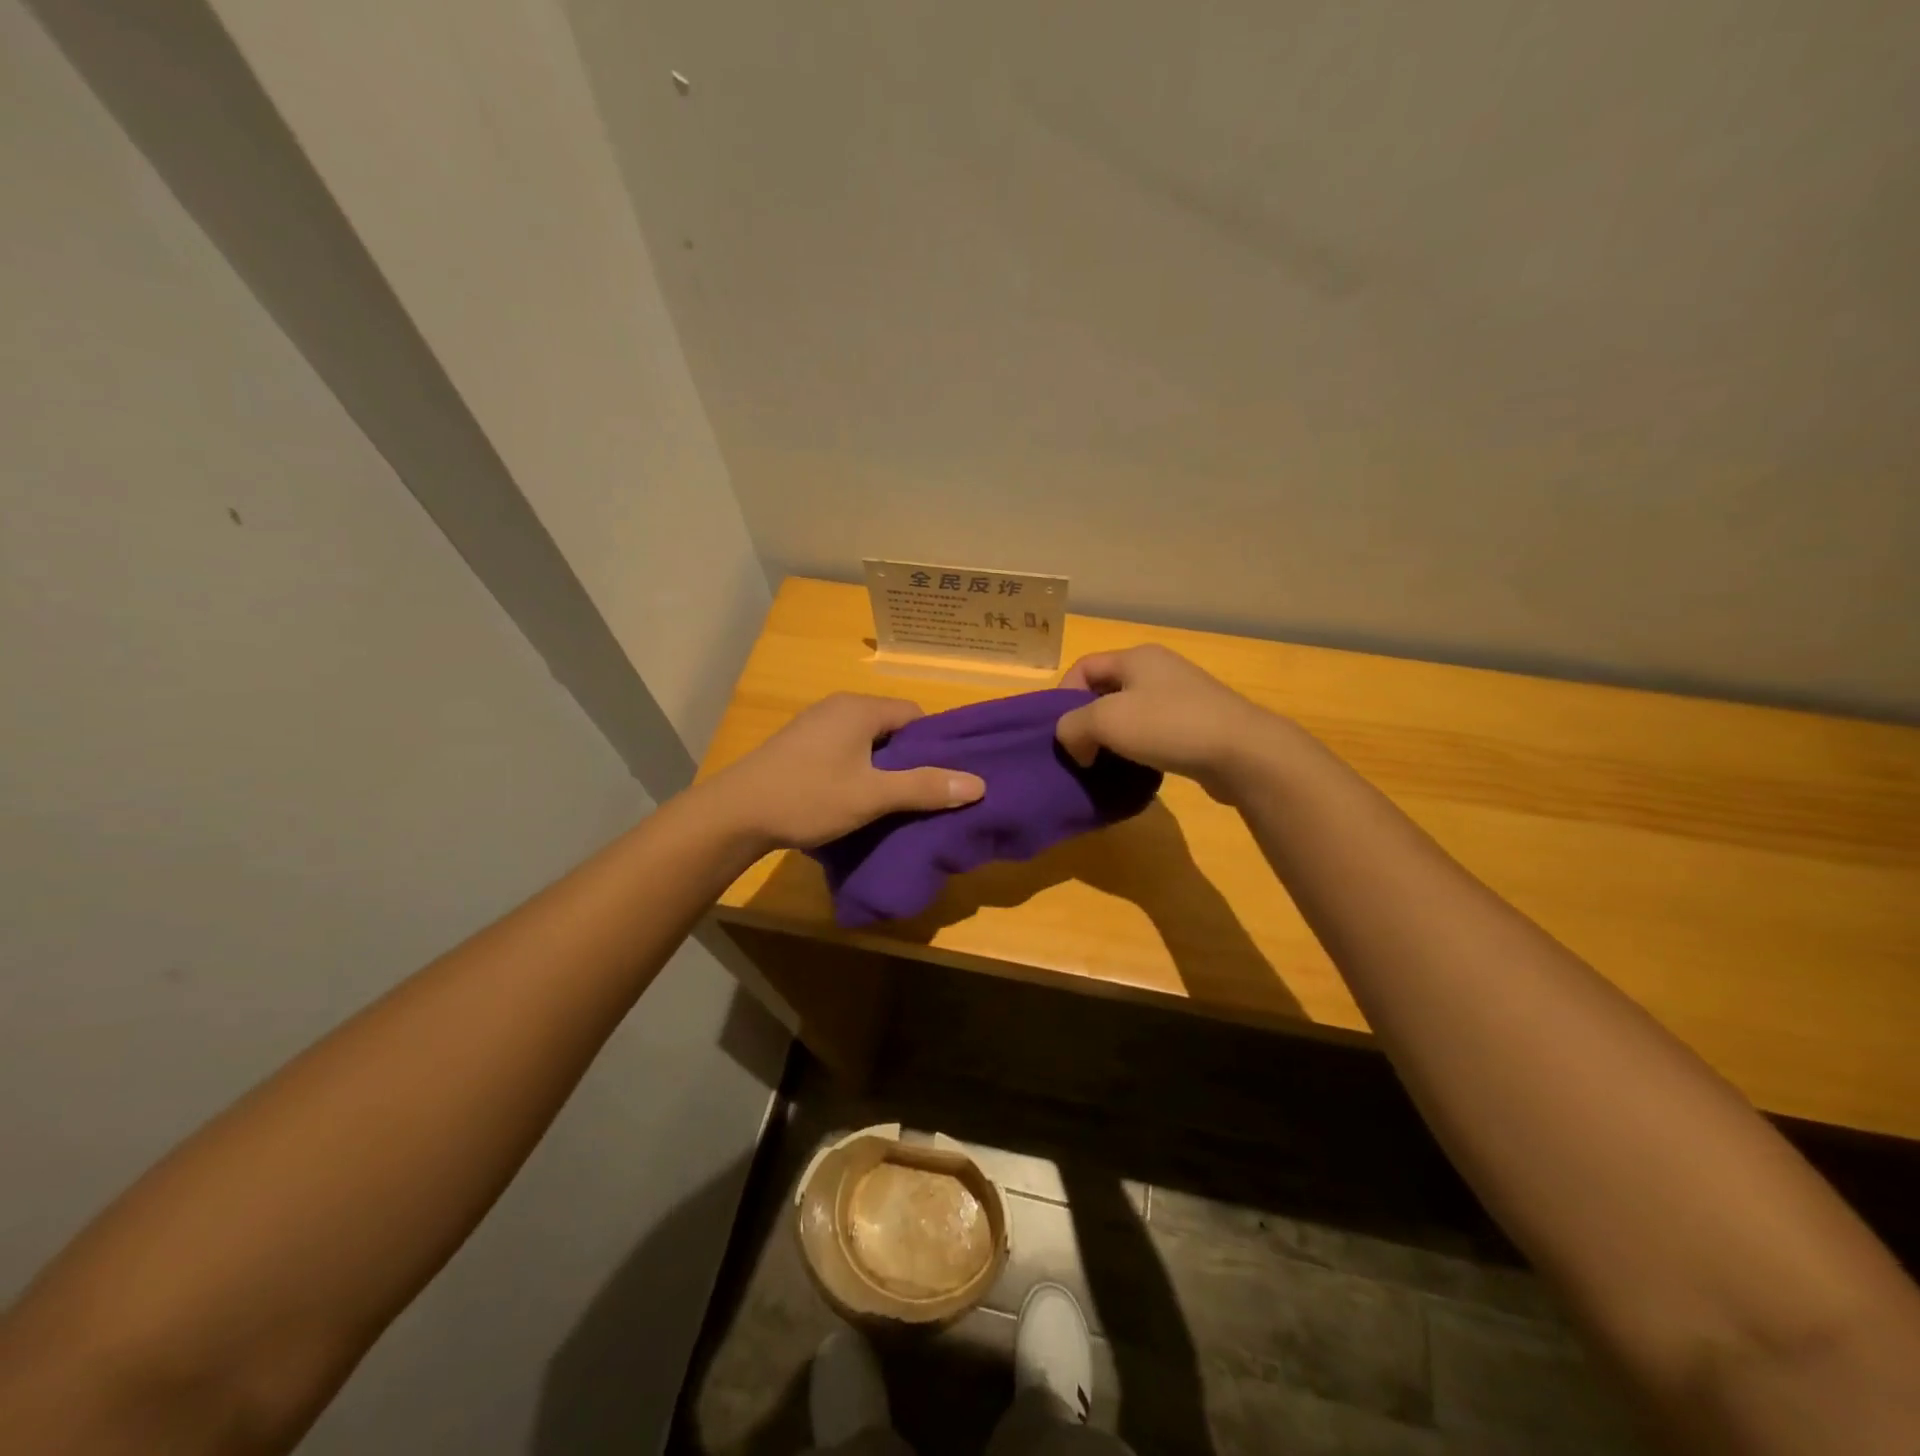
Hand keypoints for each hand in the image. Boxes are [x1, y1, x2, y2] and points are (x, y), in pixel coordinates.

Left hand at [703, 693, 985, 849]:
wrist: (735, 813)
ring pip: (867, 740)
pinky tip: (855, 797)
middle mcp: (839, 706)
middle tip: (922, 794)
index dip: (934, 745)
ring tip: (892, 800)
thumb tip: (978, 784)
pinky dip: (858, 768)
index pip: (916, 715)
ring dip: (882, 766)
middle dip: (909, 758)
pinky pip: (844, 748)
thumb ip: (924, 787)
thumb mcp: (872, 796)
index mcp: (860, 708)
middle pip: (892, 726)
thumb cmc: (808, 797)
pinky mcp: (799, 744)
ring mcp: (815, 724)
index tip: (942, 777)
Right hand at [1056, 645, 1277, 799]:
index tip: (1062, 732)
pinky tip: (1137, 771)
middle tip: (1080, 752)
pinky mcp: (1197, 725)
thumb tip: (1076, 744)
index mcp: (1136, 657)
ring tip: (1106, 765)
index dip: (1064, 697)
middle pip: (1106, 691)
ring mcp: (1182, 698)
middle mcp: (1159, 670)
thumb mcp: (1105, 721)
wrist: (1242, 752)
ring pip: (1130, 715)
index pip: (1083, 667)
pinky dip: (1138, 750)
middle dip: (1087, 721)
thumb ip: (1072, 726)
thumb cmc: (1168, 726)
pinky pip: (1153, 734)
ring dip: (1112, 740)